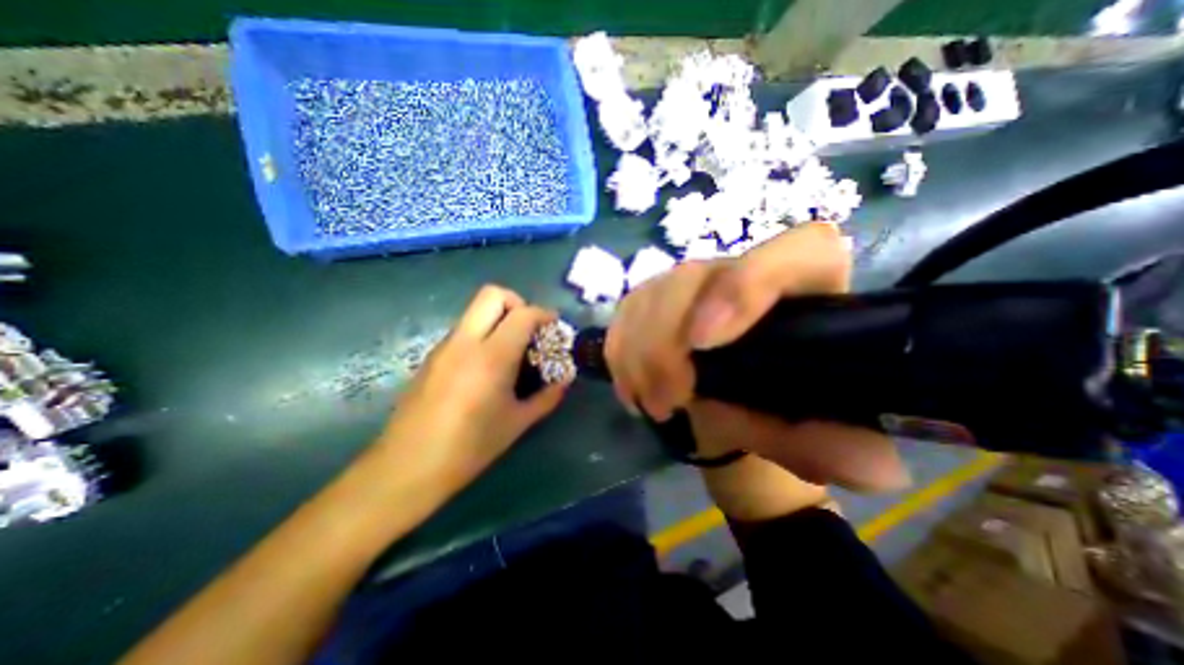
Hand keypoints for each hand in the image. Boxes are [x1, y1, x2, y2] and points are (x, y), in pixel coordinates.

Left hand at [373, 286, 567, 492]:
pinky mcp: (432, 356)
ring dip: (498, 318)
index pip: (522, 314)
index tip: (554, 325)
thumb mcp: (517, 423)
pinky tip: (486, 365)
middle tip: (528, 328)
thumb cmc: (469, 447)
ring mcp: (444, 346)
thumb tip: (564, 382)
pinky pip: (463, 329)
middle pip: (492, 295)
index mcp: (491, 357)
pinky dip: (481, 333)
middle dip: (517, 303)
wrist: (408, 467)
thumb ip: (546, 398)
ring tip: (510, 348)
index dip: (543, 314)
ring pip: (474, 310)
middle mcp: (465, 342)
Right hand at [605, 227, 907, 491]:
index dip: (745, 286)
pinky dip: (622, 353)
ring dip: (640, 355)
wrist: (728, 407)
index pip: (797, 251)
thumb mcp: (808, 433)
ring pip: (650, 294)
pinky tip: (633, 386)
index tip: (704, 342)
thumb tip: (874, 469)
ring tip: (652, 404)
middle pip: (695, 277)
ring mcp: (692, 281)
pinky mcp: (653, 297)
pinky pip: (625, 314)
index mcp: (806, 288)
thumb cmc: (776, 411)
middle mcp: (745, 270)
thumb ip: (836, 447)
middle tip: (667, 400)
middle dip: (667, 342)